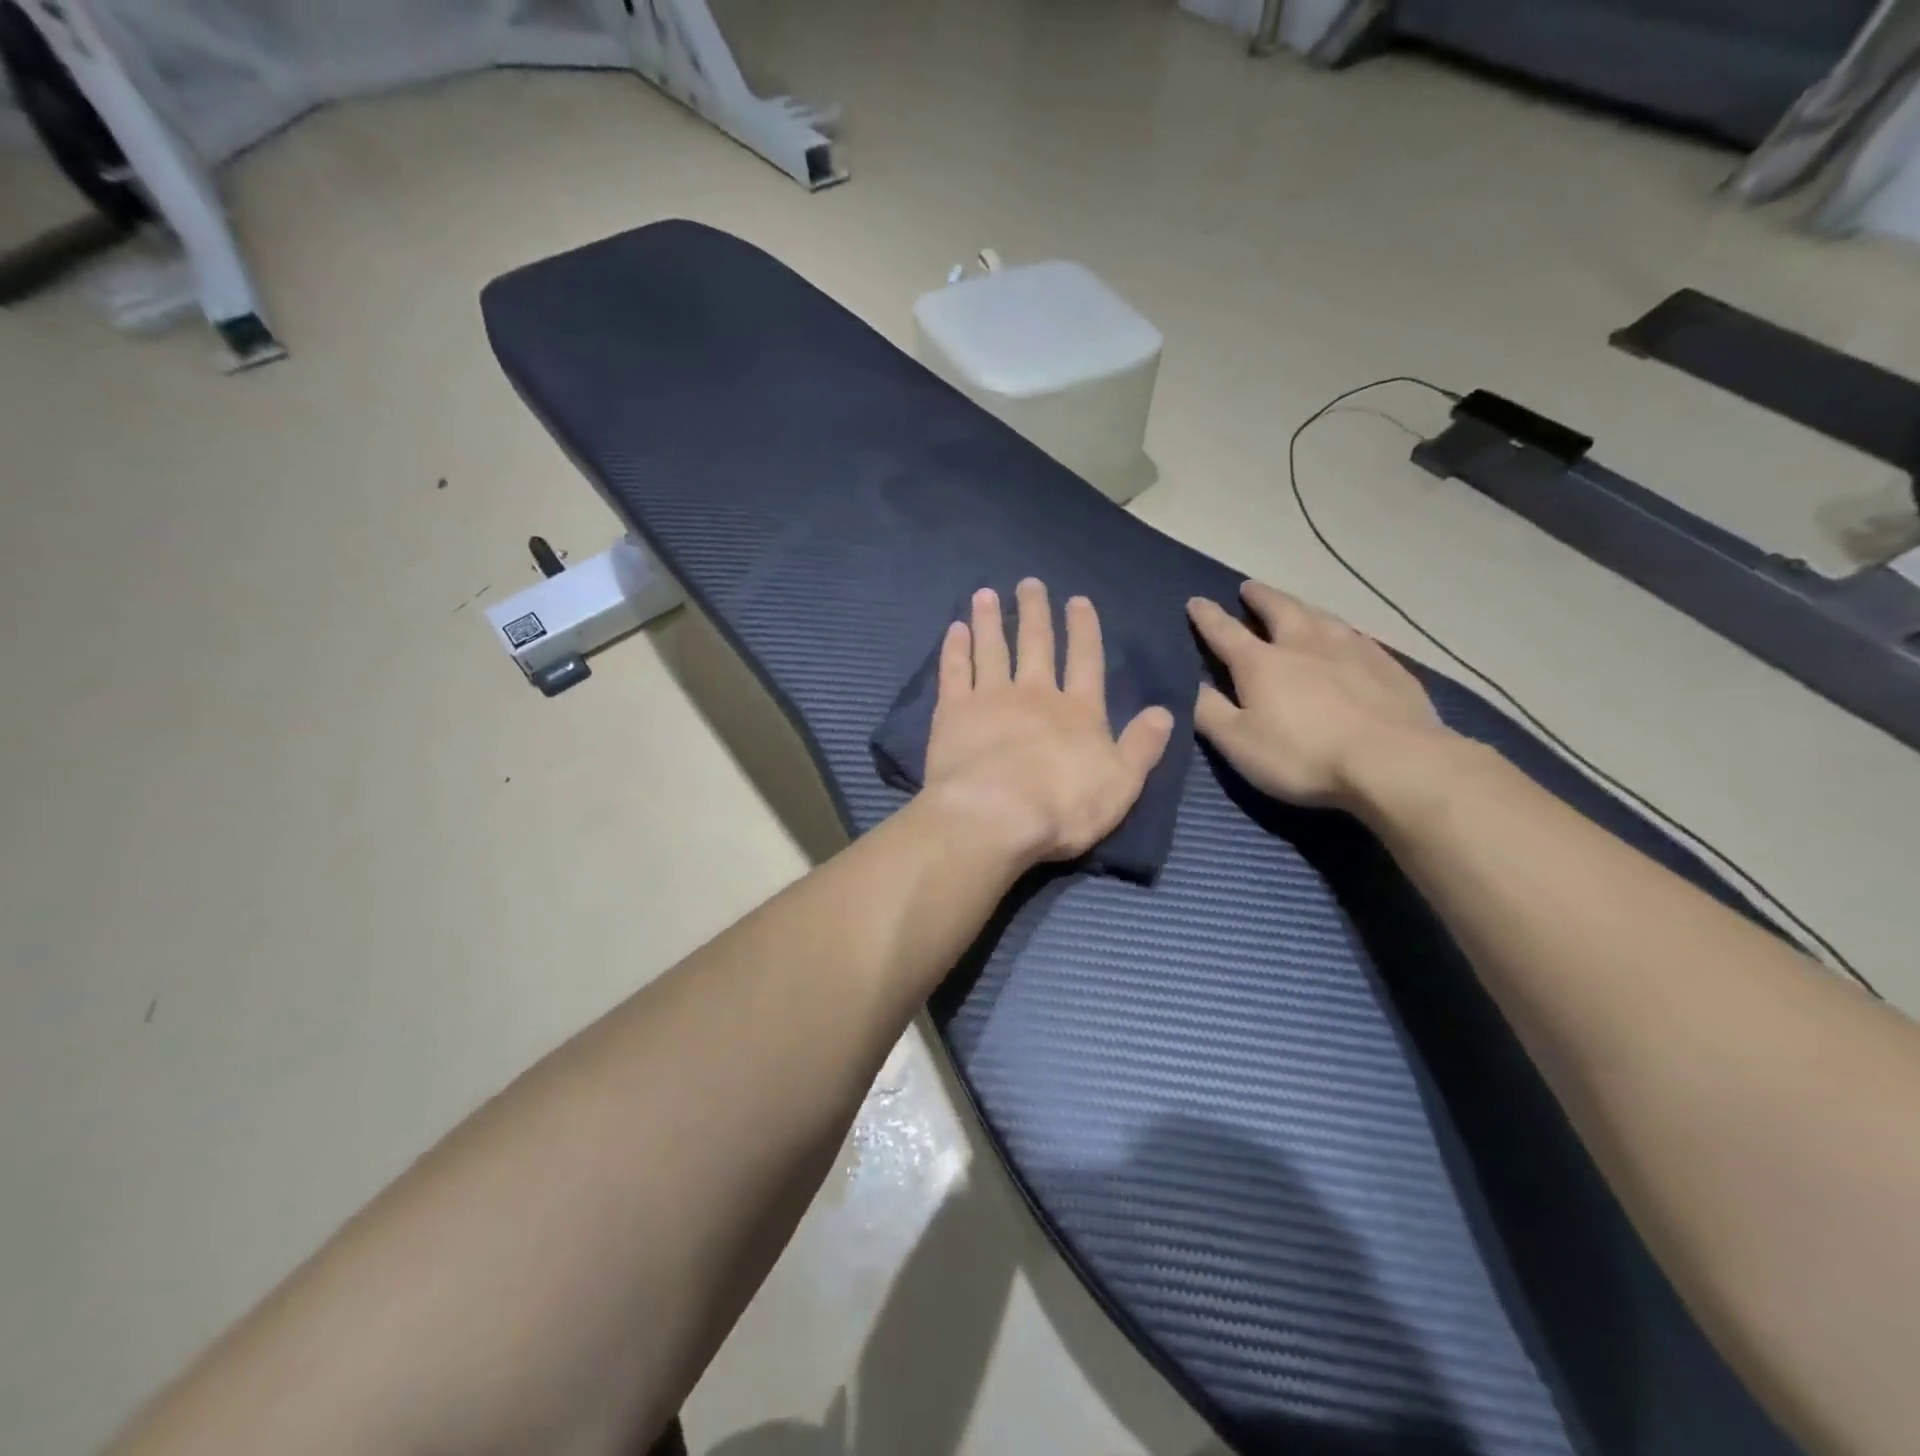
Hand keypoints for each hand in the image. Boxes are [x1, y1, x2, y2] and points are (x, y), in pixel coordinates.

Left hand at [924, 580, 1173, 867]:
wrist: (995, 814)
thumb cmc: (1064, 806)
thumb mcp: (1121, 783)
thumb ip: (1142, 746)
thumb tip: (1165, 711)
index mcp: (1078, 711)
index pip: (1085, 661)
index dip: (1083, 630)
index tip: (1078, 601)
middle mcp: (1035, 694)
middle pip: (1036, 645)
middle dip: (1034, 612)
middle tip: (1028, 583)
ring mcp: (991, 699)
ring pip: (992, 649)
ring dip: (990, 621)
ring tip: (986, 594)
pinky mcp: (953, 712)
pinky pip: (954, 671)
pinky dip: (955, 649)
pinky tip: (954, 629)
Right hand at [1187, 581, 1449, 810]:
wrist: (1393, 761)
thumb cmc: (1303, 755)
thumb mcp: (1238, 742)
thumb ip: (1209, 712)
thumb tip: (1190, 684)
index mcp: (1261, 663)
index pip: (1225, 632)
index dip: (1208, 617)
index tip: (1196, 601)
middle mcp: (1304, 644)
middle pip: (1279, 610)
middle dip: (1260, 598)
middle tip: (1249, 587)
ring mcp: (1350, 650)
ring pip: (1320, 616)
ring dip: (1301, 607)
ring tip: (1295, 605)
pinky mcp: (1387, 665)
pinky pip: (1356, 636)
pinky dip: (1340, 630)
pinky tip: (1346, 635)